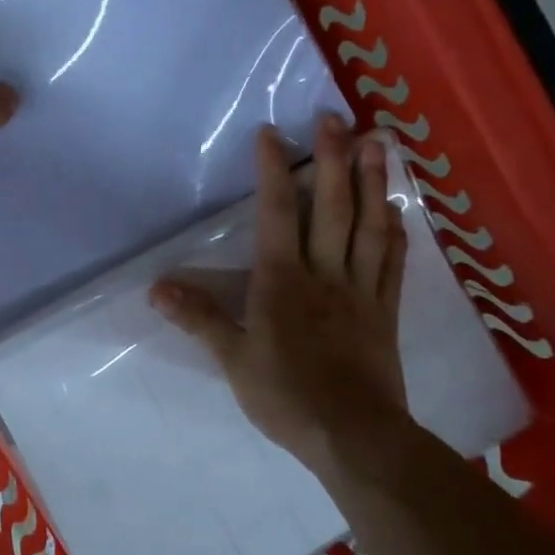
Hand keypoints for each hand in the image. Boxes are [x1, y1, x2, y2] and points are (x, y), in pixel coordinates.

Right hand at [151, 116, 409, 479]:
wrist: (354, 436)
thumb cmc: (287, 396)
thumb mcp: (232, 360)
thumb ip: (198, 318)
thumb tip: (156, 287)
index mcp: (282, 282)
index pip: (276, 215)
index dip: (273, 171)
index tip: (272, 133)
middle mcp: (324, 273)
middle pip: (331, 208)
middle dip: (332, 159)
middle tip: (336, 118)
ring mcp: (360, 289)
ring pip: (369, 225)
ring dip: (373, 181)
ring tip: (378, 143)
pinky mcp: (385, 310)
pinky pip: (392, 260)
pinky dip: (395, 228)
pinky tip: (398, 207)